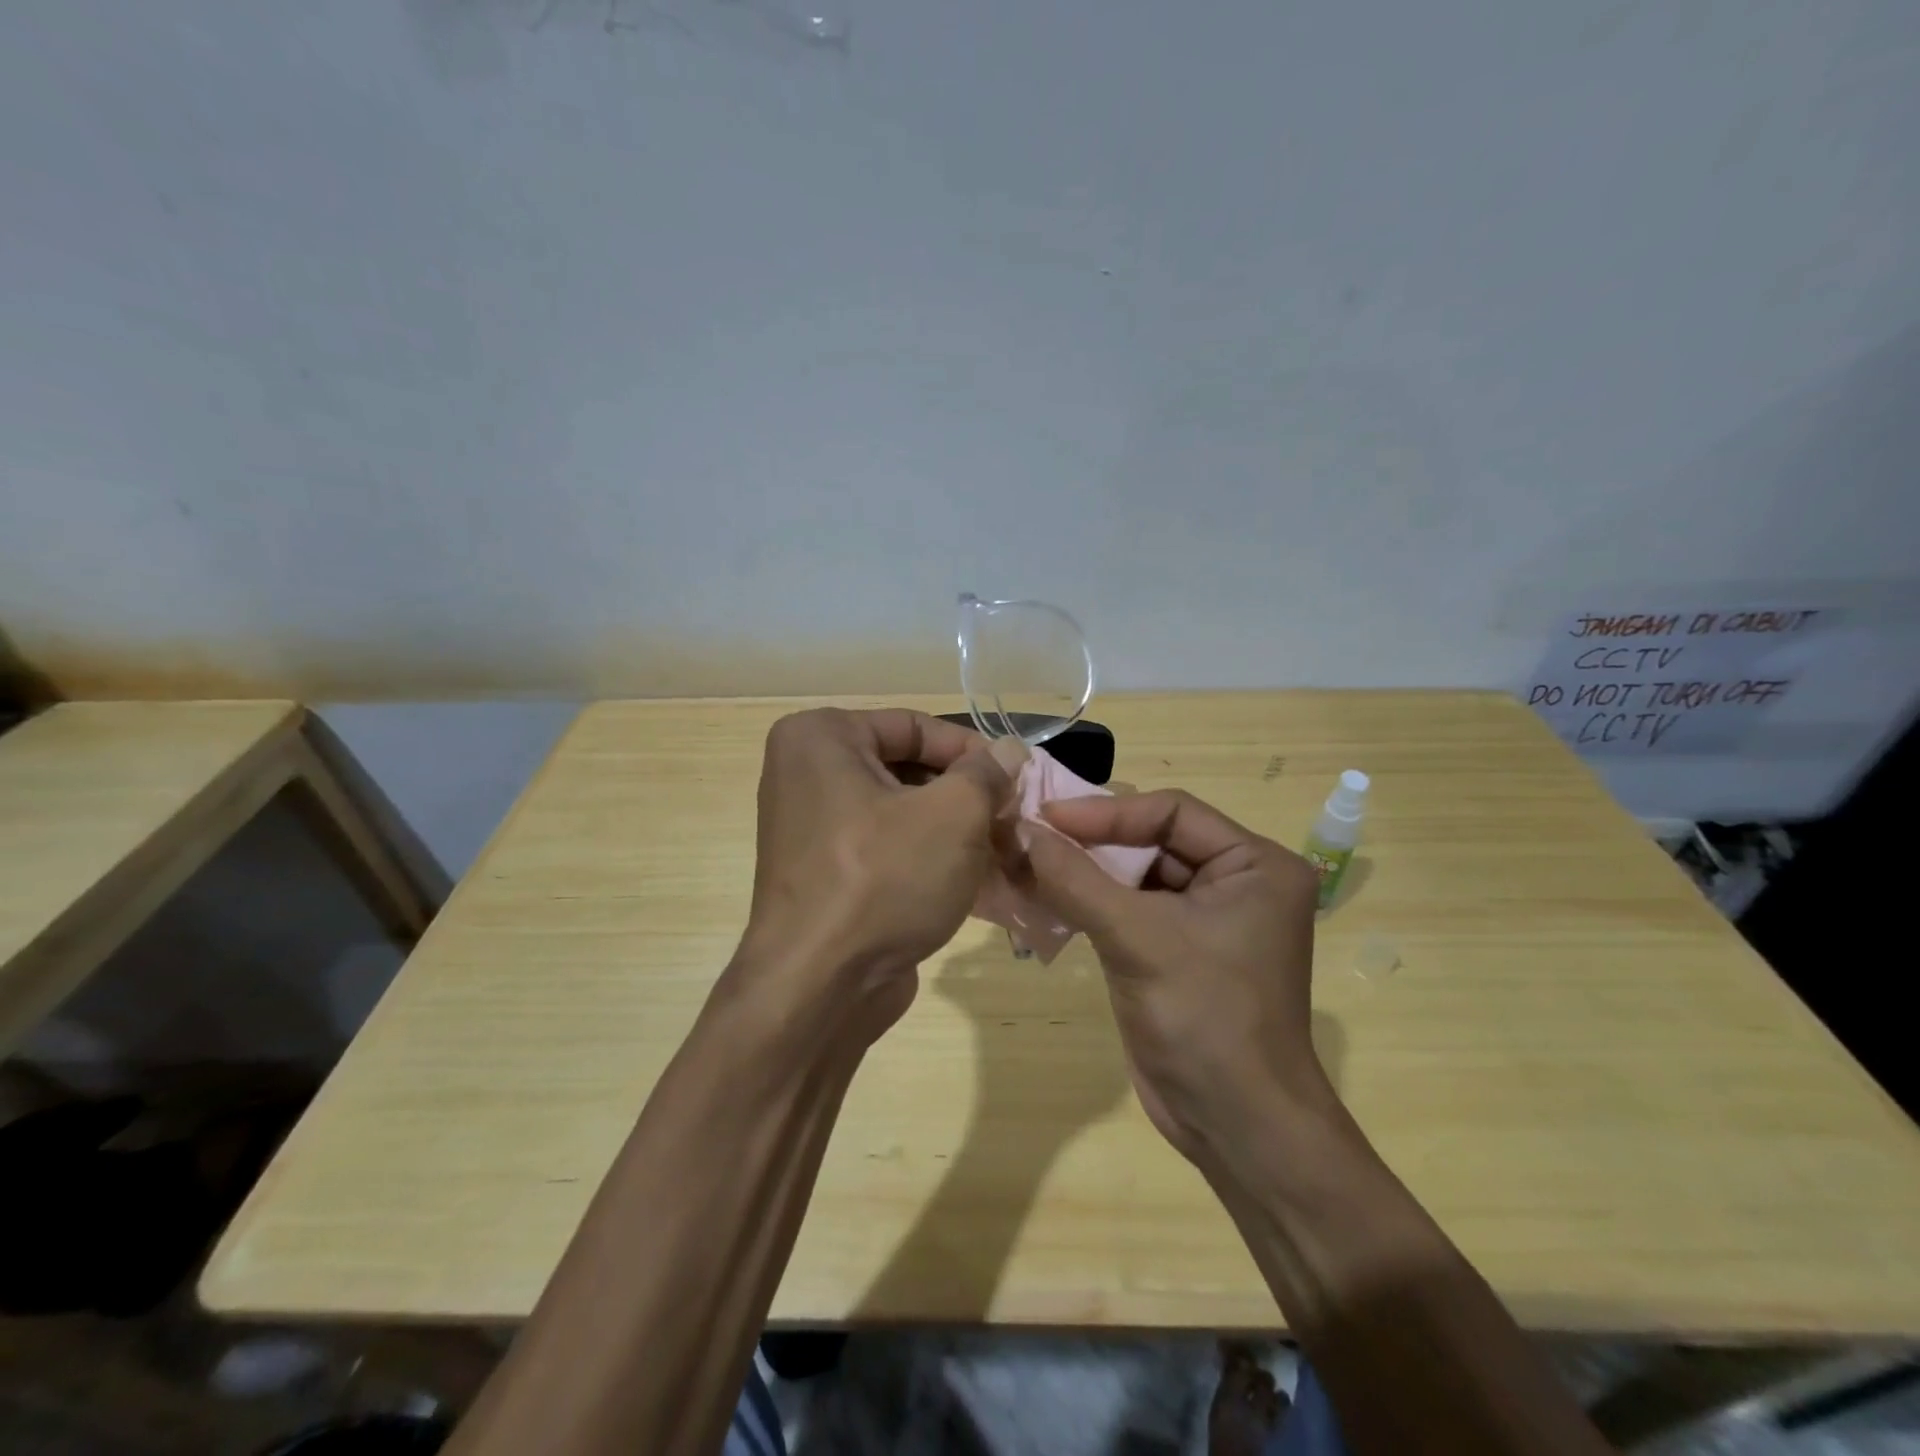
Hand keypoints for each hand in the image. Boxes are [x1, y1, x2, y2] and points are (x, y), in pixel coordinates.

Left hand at [732, 708, 1019, 1045]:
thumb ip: (986, 774)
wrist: (819, 988)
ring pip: (900, 812)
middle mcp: (806, 773)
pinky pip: (885, 848)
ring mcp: (811, 827)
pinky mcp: (823, 873)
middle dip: (964, 795)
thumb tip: (1009, 751)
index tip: (1016, 780)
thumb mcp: (953, 815)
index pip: (914, 726)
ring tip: (1001, 850)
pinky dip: (927, 857)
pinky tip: (974, 879)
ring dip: (953, 830)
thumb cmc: (883, 879)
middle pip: (907, 768)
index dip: (972, 751)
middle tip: (1011, 819)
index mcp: (820, 738)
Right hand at [1021, 789, 1327, 1164]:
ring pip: (1134, 876)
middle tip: (1028, 834)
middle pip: (1151, 840)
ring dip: (1082, 872)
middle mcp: (1236, 882)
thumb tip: (1018, 829)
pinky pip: (1127, 909)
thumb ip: (1074, 879)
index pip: (1172, 812)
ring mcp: (1205, 919)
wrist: (1235, 1125)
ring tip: (1025, 861)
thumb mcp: (1136, 938)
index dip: (1105, 811)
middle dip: (1090, 841)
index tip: (1045, 816)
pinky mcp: (1176, 950)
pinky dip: (1088, 903)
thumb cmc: (1204, 1016)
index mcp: (1254, 864)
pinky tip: (1043, 897)